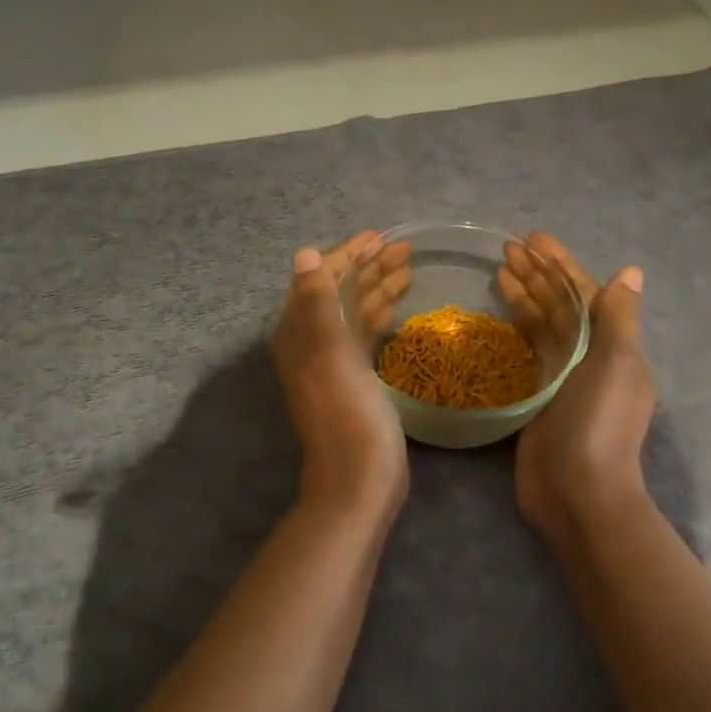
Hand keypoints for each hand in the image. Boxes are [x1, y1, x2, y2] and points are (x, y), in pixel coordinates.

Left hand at [273, 232, 411, 519]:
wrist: (359, 476)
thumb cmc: (347, 411)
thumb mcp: (330, 352)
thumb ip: (317, 301)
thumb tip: (305, 254)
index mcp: (301, 330)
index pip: (322, 278)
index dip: (349, 253)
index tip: (380, 235)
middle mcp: (313, 340)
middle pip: (341, 291)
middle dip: (370, 266)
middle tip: (405, 247)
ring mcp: (335, 359)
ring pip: (356, 310)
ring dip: (379, 286)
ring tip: (410, 265)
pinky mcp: (356, 376)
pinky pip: (365, 333)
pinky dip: (380, 313)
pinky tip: (397, 302)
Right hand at [498, 234, 654, 545]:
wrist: (579, 492)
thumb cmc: (600, 422)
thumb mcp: (617, 363)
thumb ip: (619, 316)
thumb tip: (632, 271)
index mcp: (612, 344)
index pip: (583, 292)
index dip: (558, 264)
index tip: (531, 239)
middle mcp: (589, 356)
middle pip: (560, 305)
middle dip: (536, 275)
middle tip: (505, 248)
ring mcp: (562, 377)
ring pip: (541, 326)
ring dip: (523, 297)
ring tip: (496, 271)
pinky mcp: (537, 397)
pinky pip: (527, 352)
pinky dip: (515, 330)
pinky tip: (497, 315)